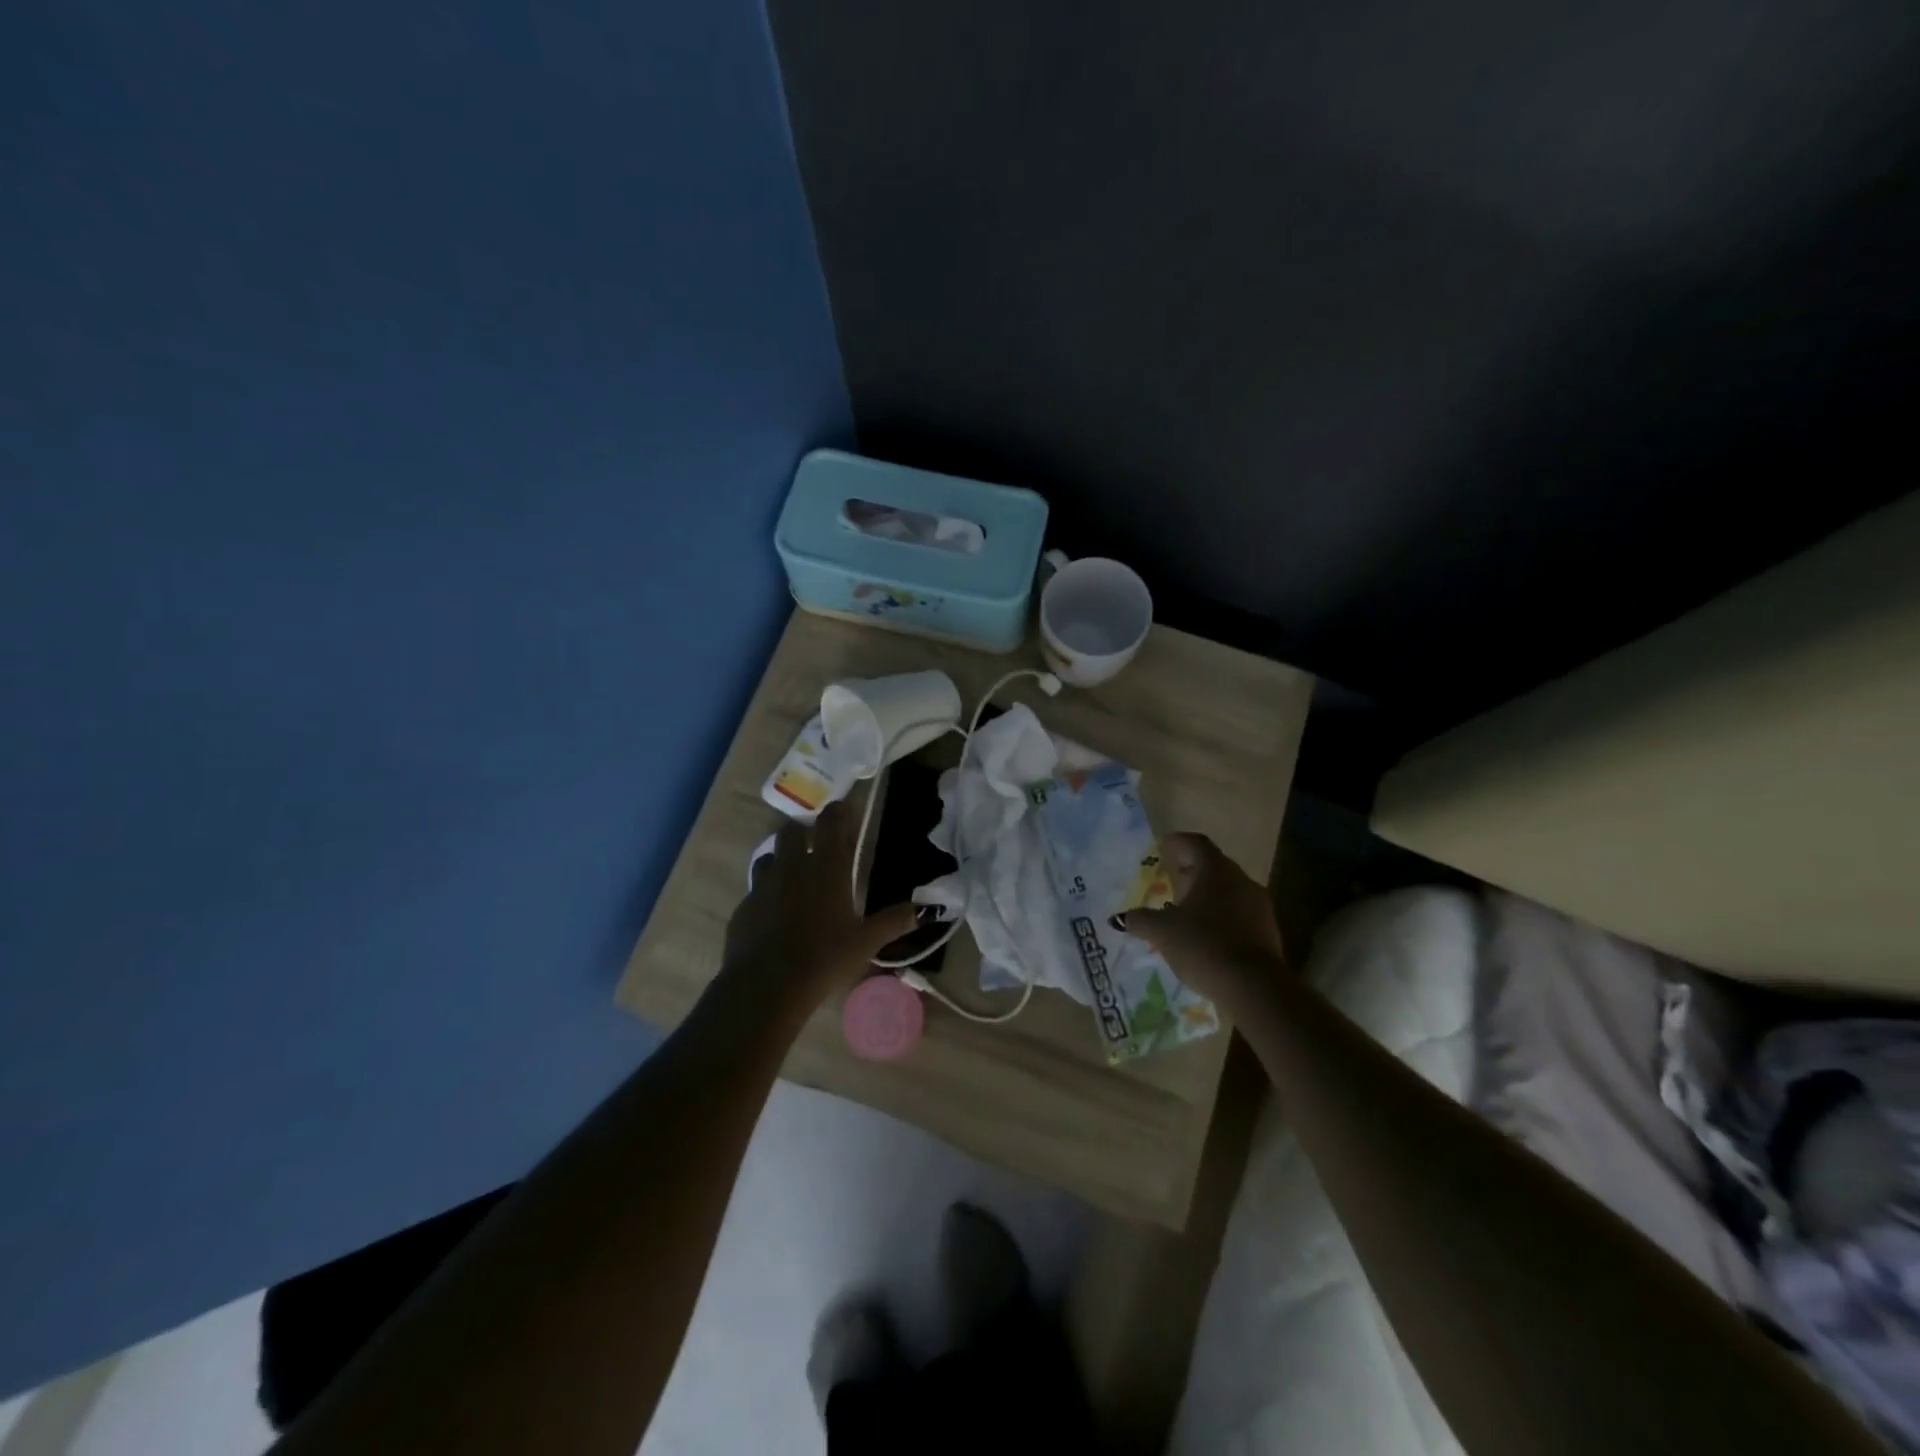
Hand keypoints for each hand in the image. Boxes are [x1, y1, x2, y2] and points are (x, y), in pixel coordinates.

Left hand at [722, 799, 919, 1012]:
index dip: (838, 813)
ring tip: (793, 878)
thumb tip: (923, 910)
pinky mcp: (743, 908)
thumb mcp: (866, 942)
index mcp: (826, 868)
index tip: (844, 812)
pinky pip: (754, 891)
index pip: (831, 822)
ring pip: (769, 857)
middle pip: (792, 831)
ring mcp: (762, 886)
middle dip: (803, 832)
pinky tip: (774, 916)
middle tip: (816, 846)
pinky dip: (766, 895)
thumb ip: (894, 922)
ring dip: (781, 860)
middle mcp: (792, 867)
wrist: (767, 985)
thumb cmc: (825, 957)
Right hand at [1120, 833, 1285, 1013]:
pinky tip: (1205, 936)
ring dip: (1207, 896)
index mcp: (1216, 870)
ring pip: (1229, 891)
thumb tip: (1122, 917)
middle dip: (1191, 871)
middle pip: (1214, 866)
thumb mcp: (1162, 932)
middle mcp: (1241, 881)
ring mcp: (1259, 907)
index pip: (1196, 843)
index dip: (1177, 842)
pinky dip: (1221, 917)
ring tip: (1185, 910)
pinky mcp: (1268, 932)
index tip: (1162, 845)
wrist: (1254, 987)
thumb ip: (1141, 920)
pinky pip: (1239, 915)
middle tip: (1172, 878)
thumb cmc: (1203, 944)